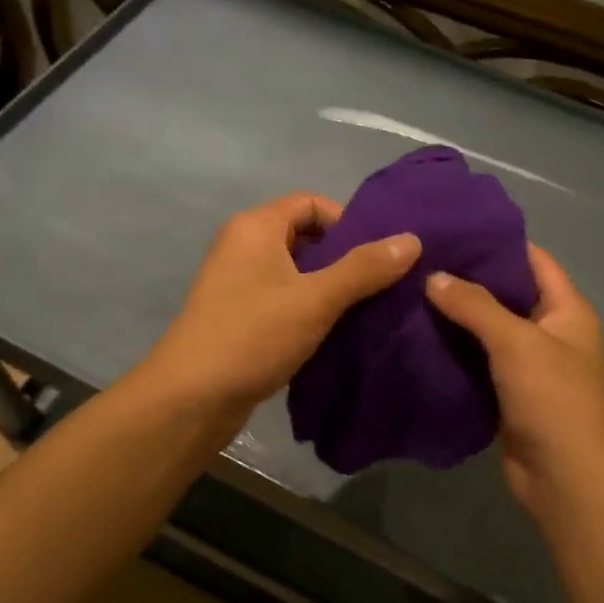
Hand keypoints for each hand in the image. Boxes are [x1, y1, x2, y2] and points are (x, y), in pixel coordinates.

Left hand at [140, 193, 419, 428]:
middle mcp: (243, 247)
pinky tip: (335, 333)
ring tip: (365, 311)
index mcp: (255, 227)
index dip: (348, 223)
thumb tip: (412, 240)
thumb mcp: (316, 299)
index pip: (311, 203)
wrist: (191, 399)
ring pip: (296, 273)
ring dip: (330, 288)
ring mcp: (238, 284)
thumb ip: (365, 268)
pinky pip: (284, 300)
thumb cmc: (252, 335)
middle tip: (380, 286)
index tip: (376, 256)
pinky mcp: (240, 318)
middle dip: (344, 258)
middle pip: (305, 237)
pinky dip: (310, 310)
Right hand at [425, 244, 603, 518]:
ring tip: (408, 291)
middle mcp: (549, 331)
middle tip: (419, 260)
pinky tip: (417, 336)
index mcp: (566, 310)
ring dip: (455, 316)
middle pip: (506, 293)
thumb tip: (434, 276)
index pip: (532, 260)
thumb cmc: (553, 399)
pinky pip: (476, 362)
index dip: (497, 242)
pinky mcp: (506, 393)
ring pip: (487, 330)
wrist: (565, 479)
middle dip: (467, 279)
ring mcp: (527, 365)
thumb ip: (475, 306)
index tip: (452, 229)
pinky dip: (452, 350)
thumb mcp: (516, 342)